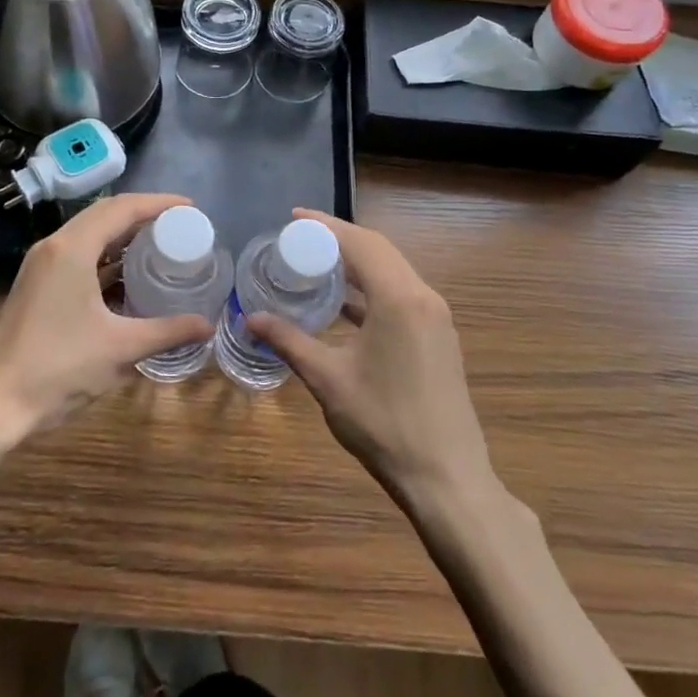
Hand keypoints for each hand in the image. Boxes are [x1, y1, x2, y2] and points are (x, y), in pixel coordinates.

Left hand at [0, 193, 213, 440]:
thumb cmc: (59, 369)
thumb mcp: (121, 349)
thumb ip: (167, 332)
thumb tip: (207, 325)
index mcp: (72, 249)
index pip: (121, 208)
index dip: (159, 203)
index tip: (191, 208)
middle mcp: (54, 246)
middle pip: (104, 214)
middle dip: (143, 215)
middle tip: (180, 225)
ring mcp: (41, 264)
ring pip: (89, 234)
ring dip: (123, 235)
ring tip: (160, 245)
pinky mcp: (37, 284)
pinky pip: (78, 254)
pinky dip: (106, 256)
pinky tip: (129, 276)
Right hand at [248, 209, 494, 507]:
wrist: (446, 478)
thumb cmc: (384, 424)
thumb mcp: (328, 379)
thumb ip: (289, 341)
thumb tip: (250, 318)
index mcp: (399, 298)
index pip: (360, 242)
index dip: (325, 226)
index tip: (293, 217)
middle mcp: (423, 296)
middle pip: (379, 249)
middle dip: (339, 238)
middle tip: (299, 238)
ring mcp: (436, 317)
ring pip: (393, 271)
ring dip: (357, 262)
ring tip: (317, 263)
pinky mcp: (438, 336)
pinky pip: (401, 294)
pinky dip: (372, 287)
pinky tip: (344, 303)